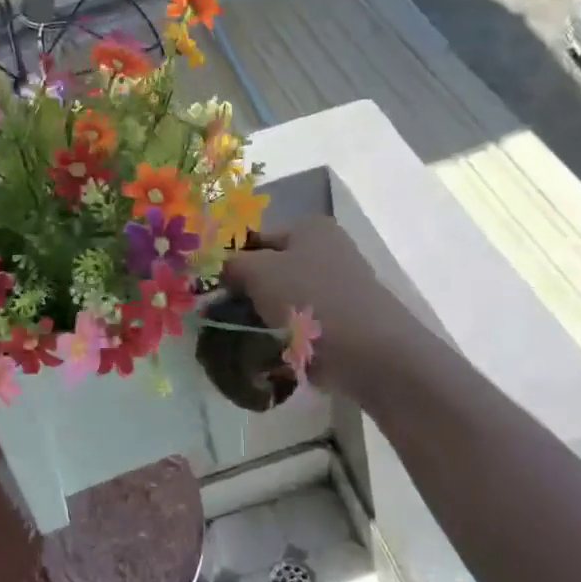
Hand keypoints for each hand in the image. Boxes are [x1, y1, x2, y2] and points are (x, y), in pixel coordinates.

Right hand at [221, 218, 408, 392]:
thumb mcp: (259, 273)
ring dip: (264, 318)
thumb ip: (231, 265)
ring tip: (243, 339)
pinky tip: (271, 352)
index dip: (230, 261)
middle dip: (247, 293)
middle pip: (272, 270)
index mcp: (310, 228)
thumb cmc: (311, 300)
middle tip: (221, 316)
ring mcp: (339, 287)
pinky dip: (287, 337)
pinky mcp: (345, 322)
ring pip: (285, 300)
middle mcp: (328, 250)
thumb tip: (217, 268)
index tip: (209, 289)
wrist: (371, 354)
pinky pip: (303, 325)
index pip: (256, 238)